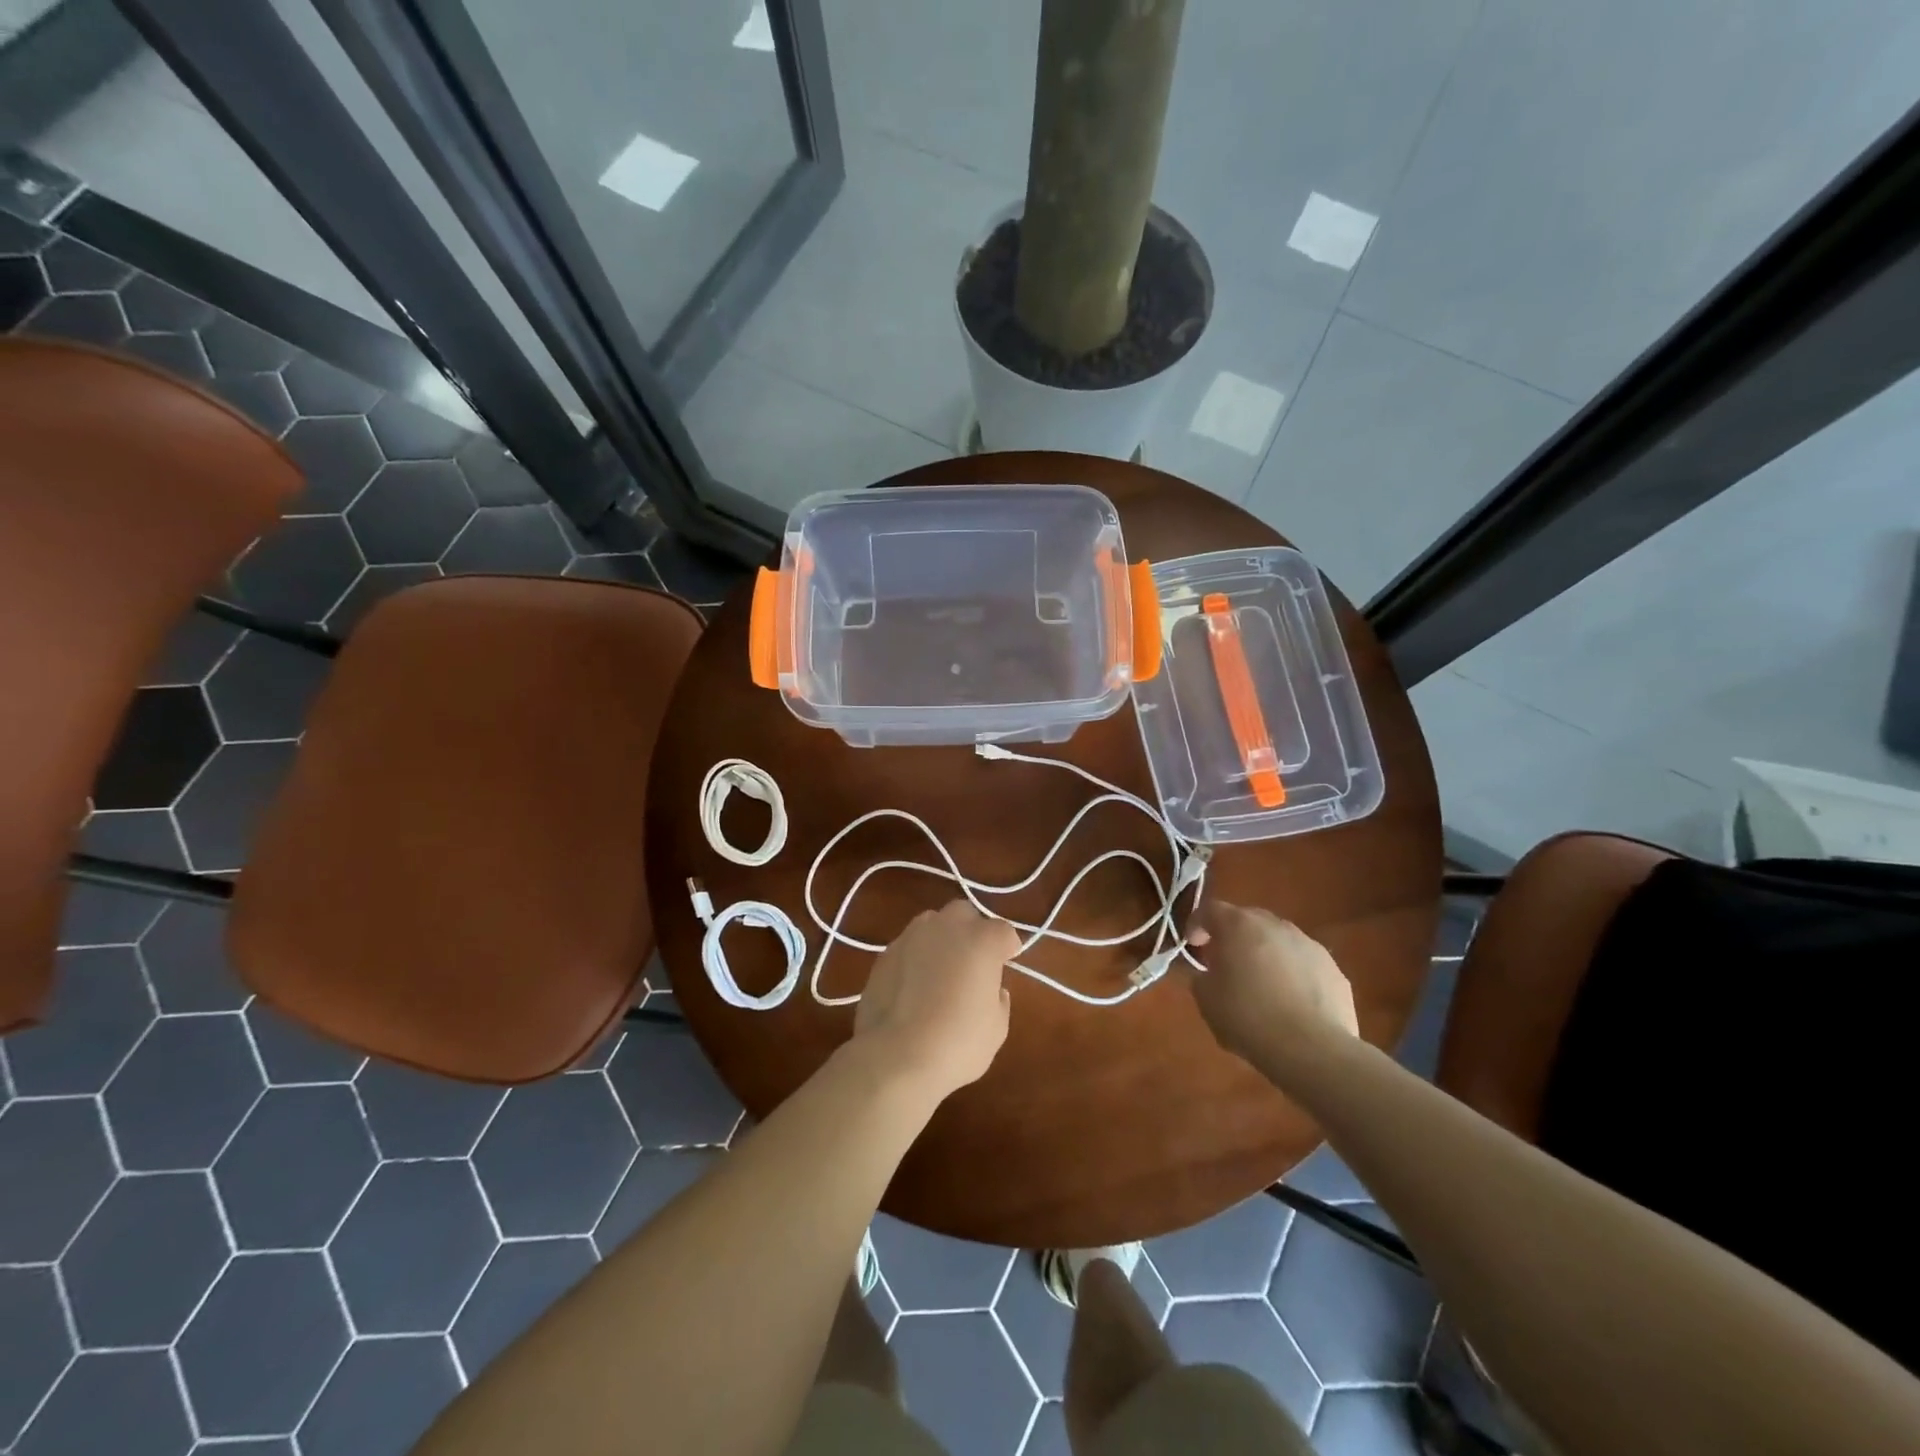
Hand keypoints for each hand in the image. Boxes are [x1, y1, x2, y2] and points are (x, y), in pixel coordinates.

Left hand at [851, 901, 1017, 1101]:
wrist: (895, 1056)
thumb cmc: (957, 1043)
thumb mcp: (996, 1029)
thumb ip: (998, 1000)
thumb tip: (993, 990)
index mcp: (981, 940)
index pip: (1004, 931)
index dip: (1007, 948)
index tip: (1006, 965)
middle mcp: (947, 927)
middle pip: (965, 914)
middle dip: (972, 930)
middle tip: (973, 962)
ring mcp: (911, 936)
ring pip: (932, 923)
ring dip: (941, 939)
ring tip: (940, 970)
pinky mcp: (885, 953)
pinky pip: (909, 945)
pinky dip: (916, 957)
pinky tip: (913, 985)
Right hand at [1185, 901, 1356, 1065]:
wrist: (1312, 1049)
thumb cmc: (1248, 1017)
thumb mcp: (1206, 999)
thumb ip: (1202, 976)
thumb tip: (1210, 973)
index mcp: (1238, 925)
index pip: (1209, 909)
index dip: (1197, 924)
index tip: (1192, 945)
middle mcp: (1275, 926)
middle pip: (1247, 919)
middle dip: (1233, 937)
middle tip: (1225, 963)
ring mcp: (1309, 945)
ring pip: (1279, 941)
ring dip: (1265, 954)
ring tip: (1261, 985)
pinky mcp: (1334, 970)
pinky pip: (1303, 964)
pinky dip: (1292, 974)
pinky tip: (1290, 1003)